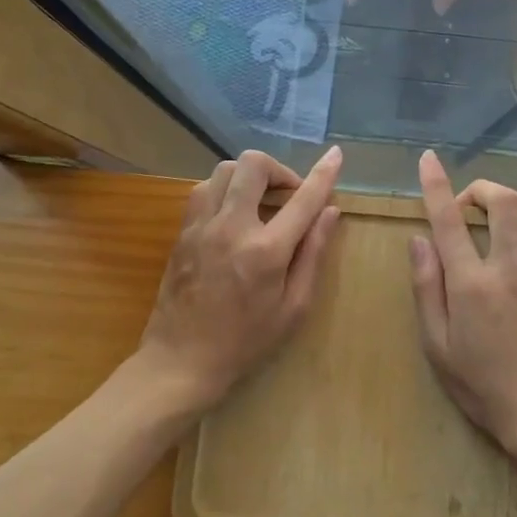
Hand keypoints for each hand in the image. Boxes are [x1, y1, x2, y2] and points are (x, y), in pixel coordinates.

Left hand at [137, 147, 342, 415]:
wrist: (180, 362)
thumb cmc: (246, 341)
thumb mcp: (293, 308)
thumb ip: (313, 254)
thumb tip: (330, 212)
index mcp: (265, 251)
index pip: (302, 199)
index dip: (324, 173)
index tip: (336, 154)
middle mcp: (231, 228)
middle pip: (253, 165)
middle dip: (278, 169)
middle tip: (289, 195)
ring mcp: (201, 227)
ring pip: (224, 170)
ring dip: (249, 177)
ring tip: (260, 202)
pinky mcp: (183, 232)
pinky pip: (204, 190)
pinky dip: (224, 190)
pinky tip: (234, 214)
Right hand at [408, 149, 516, 465]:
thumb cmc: (482, 385)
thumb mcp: (437, 345)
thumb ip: (426, 288)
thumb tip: (419, 240)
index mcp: (472, 284)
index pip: (449, 221)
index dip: (436, 185)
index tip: (428, 159)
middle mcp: (509, 269)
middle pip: (503, 202)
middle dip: (481, 188)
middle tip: (466, 204)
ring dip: (512, 201)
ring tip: (496, 215)